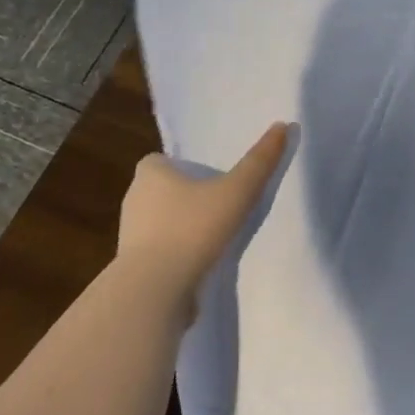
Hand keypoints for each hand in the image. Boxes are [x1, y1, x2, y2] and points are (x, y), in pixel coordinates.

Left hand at [112, 122, 290, 304]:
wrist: (156, 289)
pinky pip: (160, 251)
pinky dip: (177, 254)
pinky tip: (201, 263)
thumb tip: (283, 125)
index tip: (209, 177)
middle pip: (161, 190)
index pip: (160, 161)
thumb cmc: (193, 228)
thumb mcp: (237, 191)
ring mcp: (131, 236)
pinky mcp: (134, 267)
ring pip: (160, 222)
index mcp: (150, 174)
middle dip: (184, 196)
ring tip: (214, 235)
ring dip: (182, 226)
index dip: (183, 166)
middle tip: (219, 203)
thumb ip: (260, 161)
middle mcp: (134, 199)